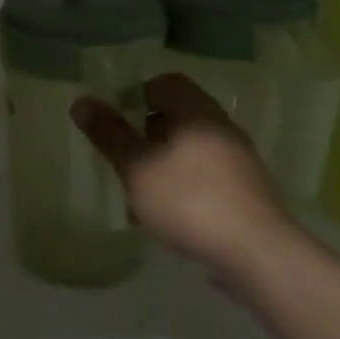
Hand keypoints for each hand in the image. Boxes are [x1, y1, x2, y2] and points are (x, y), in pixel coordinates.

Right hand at [71, 73, 295, 285]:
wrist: (258, 255)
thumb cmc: (189, 200)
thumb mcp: (137, 167)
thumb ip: (109, 134)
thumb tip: (82, 101)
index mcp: (196, 112)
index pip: (165, 83)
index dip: (136, 94)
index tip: (115, 119)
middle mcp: (221, 128)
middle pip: (177, 116)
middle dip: (145, 133)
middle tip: (121, 155)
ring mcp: (238, 161)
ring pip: (189, 149)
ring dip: (162, 162)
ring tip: (137, 191)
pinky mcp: (245, 193)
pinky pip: (204, 177)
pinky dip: (181, 185)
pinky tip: (165, 215)